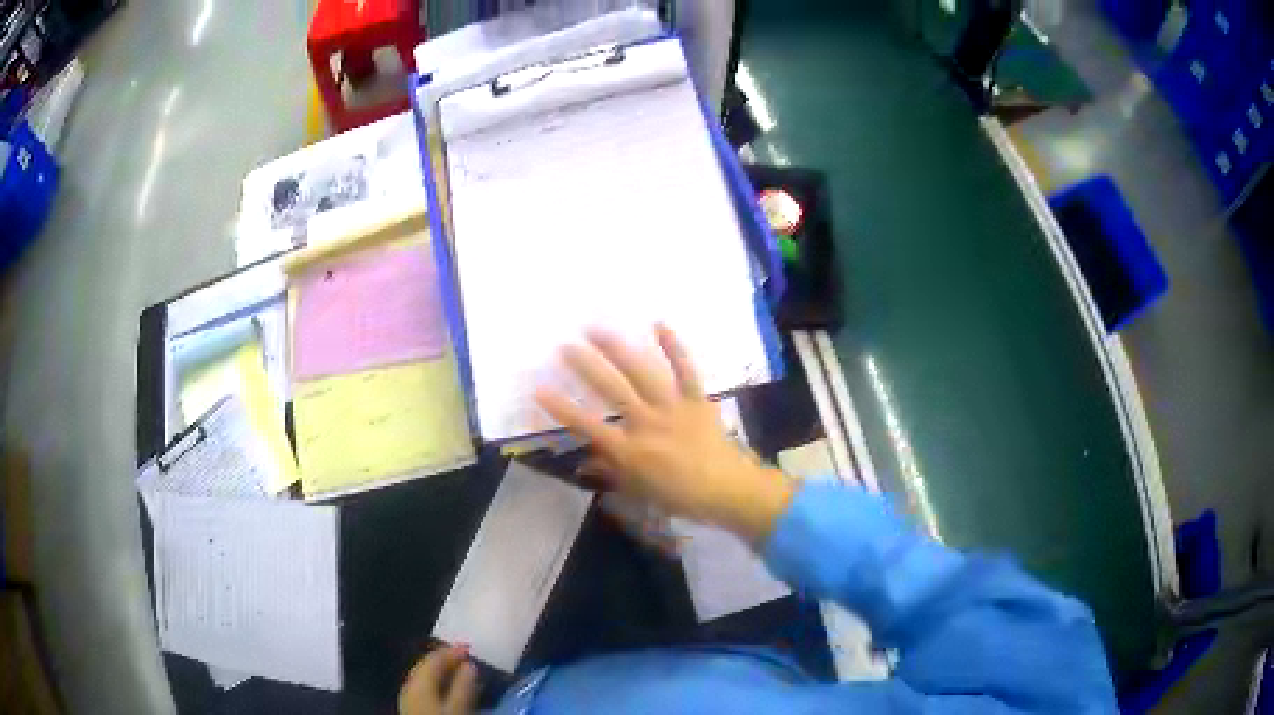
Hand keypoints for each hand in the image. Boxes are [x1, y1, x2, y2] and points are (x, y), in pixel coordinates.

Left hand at [398, 646, 476, 714]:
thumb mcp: (458, 709)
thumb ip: (463, 687)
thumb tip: (469, 665)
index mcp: (418, 682)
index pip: (433, 658)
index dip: (452, 651)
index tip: (471, 648)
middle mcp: (409, 686)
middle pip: (427, 667)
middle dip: (446, 661)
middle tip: (467, 658)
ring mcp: (408, 698)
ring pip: (426, 678)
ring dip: (443, 674)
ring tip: (463, 674)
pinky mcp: (412, 709)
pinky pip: (426, 689)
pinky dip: (439, 685)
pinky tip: (450, 691)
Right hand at [535, 325, 794, 542]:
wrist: (727, 490)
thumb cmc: (681, 496)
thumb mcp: (640, 491)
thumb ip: (611, 473)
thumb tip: (584, 461)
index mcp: (631, 451)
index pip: (588, 426)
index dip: (562, 408)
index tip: (539, 389)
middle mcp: (647, 424)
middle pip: (612, 390)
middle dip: (586, 366)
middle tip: (565, 346)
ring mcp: (673, 408)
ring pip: (642, 373)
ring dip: (618, 350)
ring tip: (597, 330)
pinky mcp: (696, 399)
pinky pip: (685, 370)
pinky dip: (674, 347)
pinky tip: (659, 324)